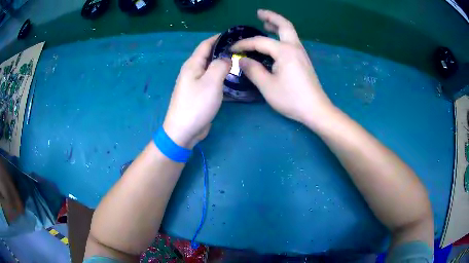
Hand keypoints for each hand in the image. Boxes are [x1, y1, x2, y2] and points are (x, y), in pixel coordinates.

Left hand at [163, 35, 231, 148]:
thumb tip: (226, 58)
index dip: (219, 37)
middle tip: (242, 50)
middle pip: (209, 55)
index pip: (206, 44)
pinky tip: (233, 80)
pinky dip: (222, 78)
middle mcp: (193, 71)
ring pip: (211, 69)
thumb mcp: (211, 82)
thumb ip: (220, 65)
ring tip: (240, 63)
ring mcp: (195, 83)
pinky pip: (212, 81)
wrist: (184, 131)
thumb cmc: (196, 104)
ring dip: (224, 65)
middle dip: (224, 51)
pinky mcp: (199, 94)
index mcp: (192, 64)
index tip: (235, 35)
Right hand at [232, 9, 334, 125]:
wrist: (316, 109)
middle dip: (271, 17)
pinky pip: (291, 41)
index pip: (260, 42)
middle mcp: (295, 47)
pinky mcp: (304, 61)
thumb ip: (253, 70)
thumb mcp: (267, 86)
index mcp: (285, 51)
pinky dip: (282, 36)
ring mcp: (301, 54)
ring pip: (289, 33)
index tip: (232, 48)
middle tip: (259, 13)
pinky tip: (275, 43)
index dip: (244, 44)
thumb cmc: (291, 98)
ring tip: (265, 24)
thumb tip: (242, 60)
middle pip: (284, 25)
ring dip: (277, 26)